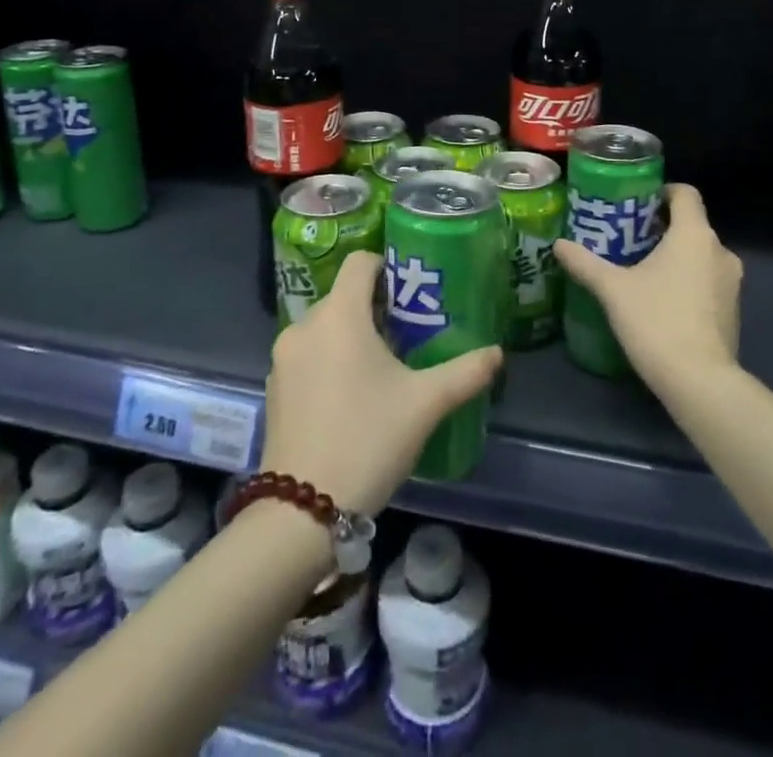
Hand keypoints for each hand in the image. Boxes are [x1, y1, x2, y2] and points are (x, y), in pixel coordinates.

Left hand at [262, 251, 501, 516]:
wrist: (302, 511)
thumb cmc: (368, 439)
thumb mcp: (425, 404)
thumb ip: (465, 372)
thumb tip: (498, 353)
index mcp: (339, 315)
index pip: (360, 262)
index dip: (388, 267)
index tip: (413, 291)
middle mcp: (304, 325)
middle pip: (344, 296)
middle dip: (376, 309)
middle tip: (409, 335)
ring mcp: (284, 358)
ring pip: (325, 328)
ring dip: (353, 336)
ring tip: (384, 368)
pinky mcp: (274, 388)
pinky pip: (308, 355)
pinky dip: (330, 360)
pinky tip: (352, 397)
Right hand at [554, 183, 741, 396]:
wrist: (700, 381)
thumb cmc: (656, 321)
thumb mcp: (612, 289)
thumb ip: (585, 263)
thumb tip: (559, 244)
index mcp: (694, 234)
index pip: (685, 193)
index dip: (662, 192)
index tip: (636, 202)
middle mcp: (720, 250)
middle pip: (691, 224)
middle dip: (662, 227)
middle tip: (628, 238)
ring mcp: (731, 282)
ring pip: (701, 254)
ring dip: (676, 256)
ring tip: (641, 269)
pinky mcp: (733, 310)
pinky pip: (708, 281)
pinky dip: (688, 281)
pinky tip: (661, 300)